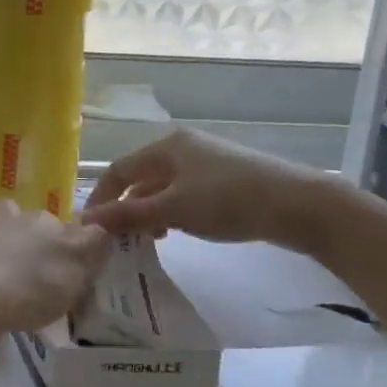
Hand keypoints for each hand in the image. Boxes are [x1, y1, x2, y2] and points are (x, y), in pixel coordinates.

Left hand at [0, 198, 109, 334]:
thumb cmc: (38, 284)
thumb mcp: (81, 266)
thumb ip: (94, 244)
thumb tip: (101, 229)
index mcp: (41, 223)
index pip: (54, 221)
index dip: (58, 236)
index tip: (62, 258)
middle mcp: (7, 222)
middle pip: (9, 209)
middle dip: (12, 220)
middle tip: (21, 249)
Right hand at [82, 128, 326, 245]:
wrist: (300, 205)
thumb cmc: (229, 201)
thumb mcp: (174, 209)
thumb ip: (129, 215)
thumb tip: (86, 221)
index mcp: (166, 146)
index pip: (118, 170)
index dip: (101, 198)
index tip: (91, 228)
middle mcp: (182, 147)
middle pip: (140, 178)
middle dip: (126, 208)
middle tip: (118, 239)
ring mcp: (205, 162)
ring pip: (162, 188)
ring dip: (148, 213)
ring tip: (148, 240)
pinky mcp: (224, 179)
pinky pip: (183, 194)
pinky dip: (171, 213)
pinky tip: (177, 232)